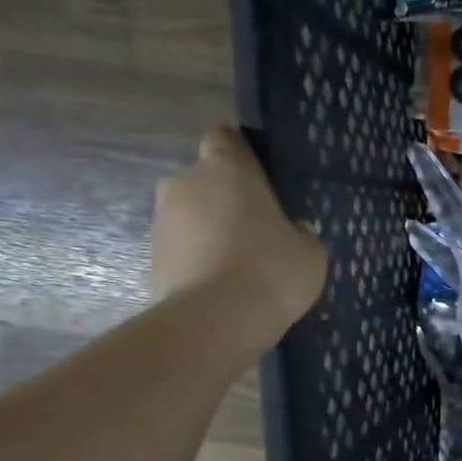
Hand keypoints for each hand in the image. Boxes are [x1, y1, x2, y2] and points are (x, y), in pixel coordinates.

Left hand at [152, 125, 326, 346]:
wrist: (216, 321)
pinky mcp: (151, 257)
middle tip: (257, 231)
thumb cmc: (271, 270)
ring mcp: (163, 220)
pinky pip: (182, 248)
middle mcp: (186, 183)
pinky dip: (198, 259)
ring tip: (240, 266)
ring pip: (191, 215)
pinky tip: (223, 286)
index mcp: (228, 169)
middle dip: (225, 199)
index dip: (240, 155)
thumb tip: (289, 231)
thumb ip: (299, 232)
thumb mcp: (310, 252)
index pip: (225, 138)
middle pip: (205, 180)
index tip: (260, 179)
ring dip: (210, 231)